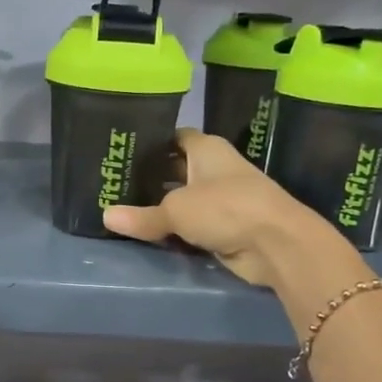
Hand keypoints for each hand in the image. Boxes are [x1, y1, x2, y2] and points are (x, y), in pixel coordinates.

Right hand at [103, 129, 341, 287]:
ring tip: (122, 208)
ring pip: (183, 200)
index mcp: (206, 149)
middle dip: (149, 177)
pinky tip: (147, 233)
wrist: (276, 244)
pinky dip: (174, 230)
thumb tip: (106, 216)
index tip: (122, 150)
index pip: (174, 137)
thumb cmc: (225, 208)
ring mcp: (222, 199)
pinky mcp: (226, 227)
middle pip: (175, 169)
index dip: (150, 141)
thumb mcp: (175, 210)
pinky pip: (191, 226)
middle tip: (112, 184)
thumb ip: (142, 215)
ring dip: (161, 207)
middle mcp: (214, 169)